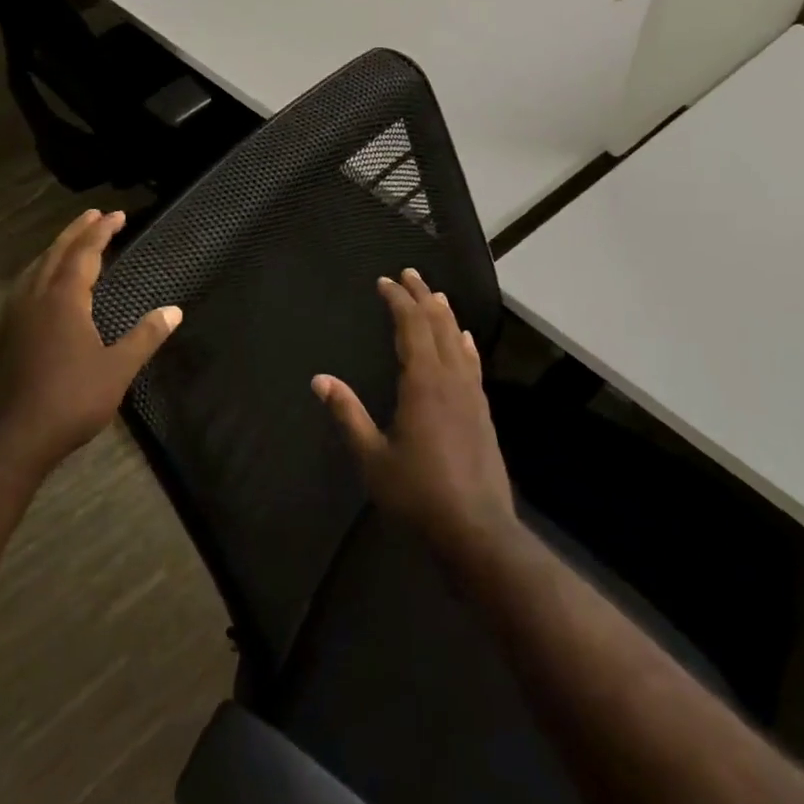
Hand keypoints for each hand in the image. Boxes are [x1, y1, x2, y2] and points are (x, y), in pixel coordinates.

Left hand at [0, 209, 181, 475]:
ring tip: (69, 243)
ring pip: (34, 270)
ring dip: (54, 250)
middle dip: (76, 231)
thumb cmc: (71, 400)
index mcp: (63, 300)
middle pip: (56, 254)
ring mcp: (14, 317)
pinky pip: (22, 290)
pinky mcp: (2, 337)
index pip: (85, 254)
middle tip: (94, 215)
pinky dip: (38, 274)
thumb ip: (145, 336)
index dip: (102, 232)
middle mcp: (35, 299)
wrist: (12, 438)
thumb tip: (174, 310)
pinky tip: (40, 289)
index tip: (117, 215)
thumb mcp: (118, 369)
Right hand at [312, 269, 516, 562]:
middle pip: (437, 325)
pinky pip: (472, 364)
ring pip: (458, 341)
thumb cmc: (418, 494)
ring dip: (444, 315)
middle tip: (410, 273)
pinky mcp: (482, 412)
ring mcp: (471, 394)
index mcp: (422, 383)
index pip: (410, 326)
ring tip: (436, 295)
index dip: (398, 300)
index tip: (385, 281)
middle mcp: (450, 379)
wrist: (477, 530)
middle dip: (422, 296)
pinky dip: (465, 344)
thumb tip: (320, 380)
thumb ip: (348, 414)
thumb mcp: (372, 457)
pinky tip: (465, 340)